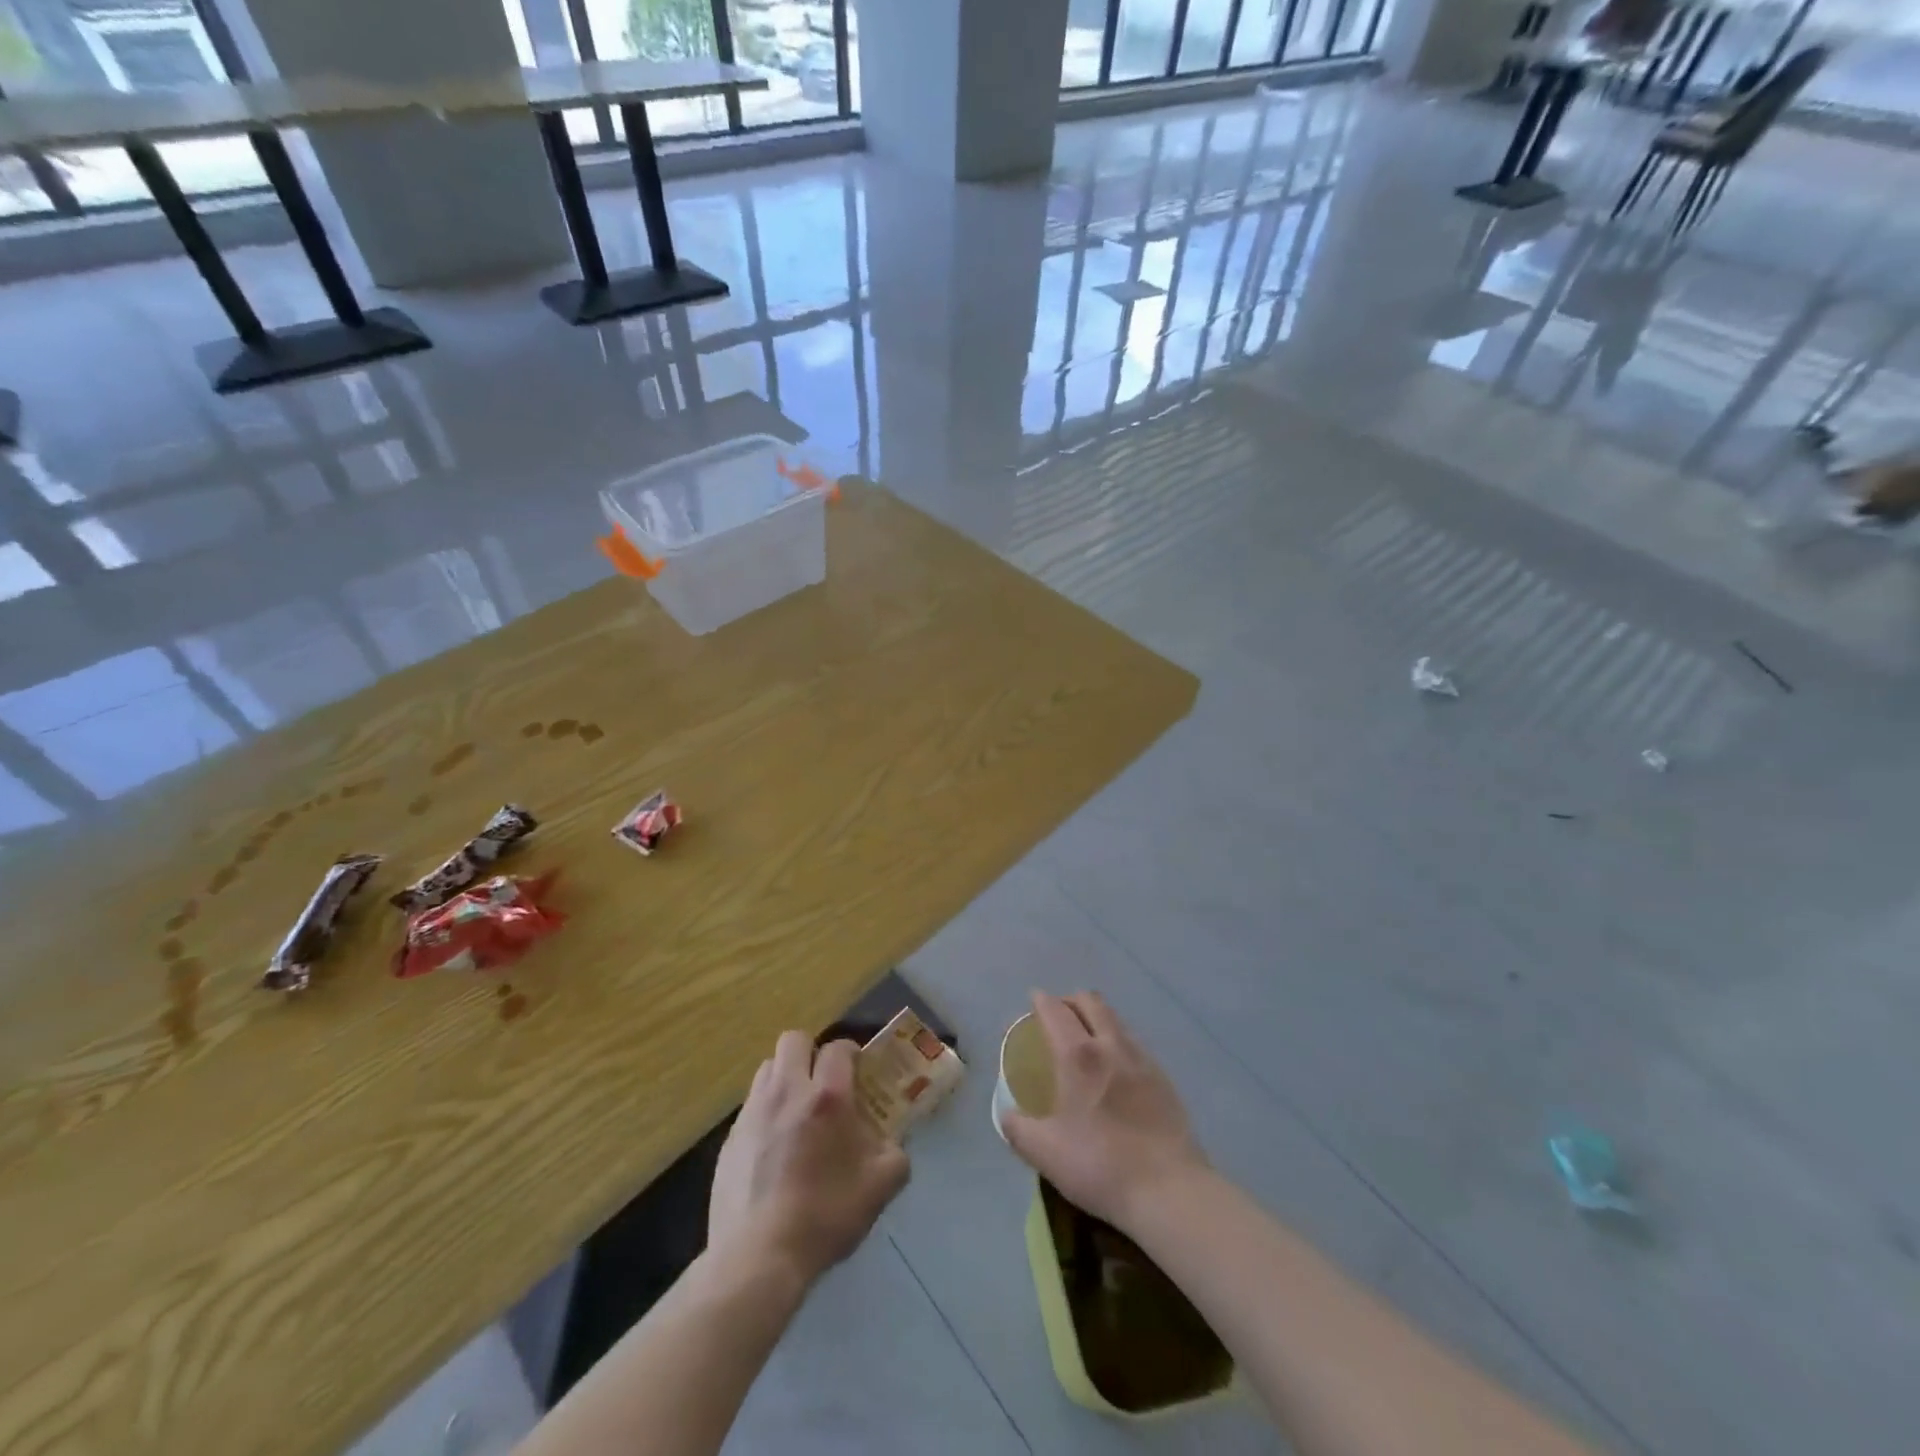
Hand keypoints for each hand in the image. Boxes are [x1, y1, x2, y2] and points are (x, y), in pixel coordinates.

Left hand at [710, 1032, 909, 1285]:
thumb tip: (892, 1145)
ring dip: (786, 1077)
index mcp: (827, 1097)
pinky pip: (751, 1105)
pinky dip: (766, 1111)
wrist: (758, 1258)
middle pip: (794, 1040)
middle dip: (811, 1052)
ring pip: (768, 1068)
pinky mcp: (730, 1138)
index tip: (858, 1071)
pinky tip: (774, 1147)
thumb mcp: (879, 1188)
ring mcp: (753, 1112)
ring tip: (798, 1110)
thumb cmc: (824, 1217)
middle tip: (824, 1082)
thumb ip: (894, 1156)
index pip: (838, 1048)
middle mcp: (787, 1091)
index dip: (850, 1053)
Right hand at [1001, 991, 1208, 1230]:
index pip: (1055, 1010)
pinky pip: (1134, 1043)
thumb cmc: (1099, 1165)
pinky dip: (1117, 1041)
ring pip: (1115, 1019)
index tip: (1032, 1002)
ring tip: (1086, 1039)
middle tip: (1058, 1015)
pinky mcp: (1164, 1078)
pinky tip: (1115, 1068)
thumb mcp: (1044, 1153)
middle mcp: (1111, 1045)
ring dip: (1096, 1017)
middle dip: (1070, 1000)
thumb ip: (1018, 1129)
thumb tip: (1008, 1114)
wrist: (1169, 1191)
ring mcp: (1142, 1059)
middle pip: (1090, 1002)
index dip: (1040, 1000)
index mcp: (1078, 1055)